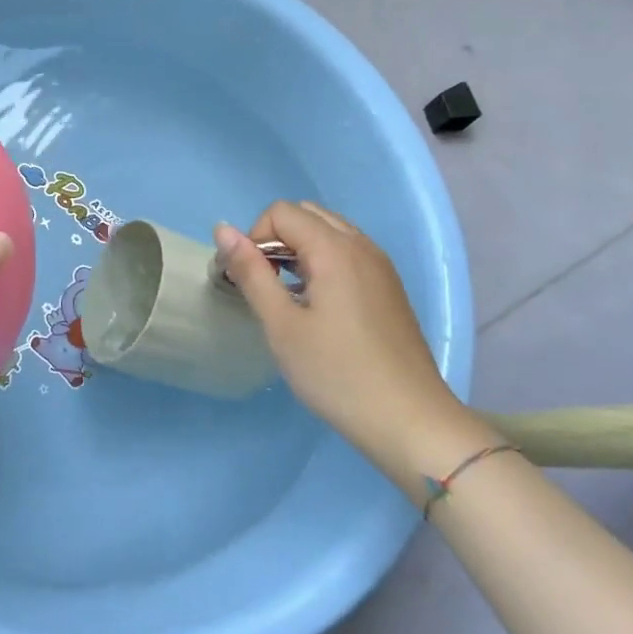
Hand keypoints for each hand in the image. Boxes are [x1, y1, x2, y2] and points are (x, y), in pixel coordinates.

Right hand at [216, 201, 490, 486]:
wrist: (410, 421)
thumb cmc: (336, 374)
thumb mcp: (281, 325)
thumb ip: (251, 272)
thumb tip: (222, 229)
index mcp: (335, 249)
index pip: (280, 212)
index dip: (254, 238)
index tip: (251, 281)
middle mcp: (361, 246)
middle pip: (306, 214)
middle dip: (276, 238)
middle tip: (267, 285)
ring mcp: (380, 266)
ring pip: (329, 231)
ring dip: (299, 249)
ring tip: (290, 296)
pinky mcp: (389, 287)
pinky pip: (348, 252)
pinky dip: (323, 262)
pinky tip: (318, 306)